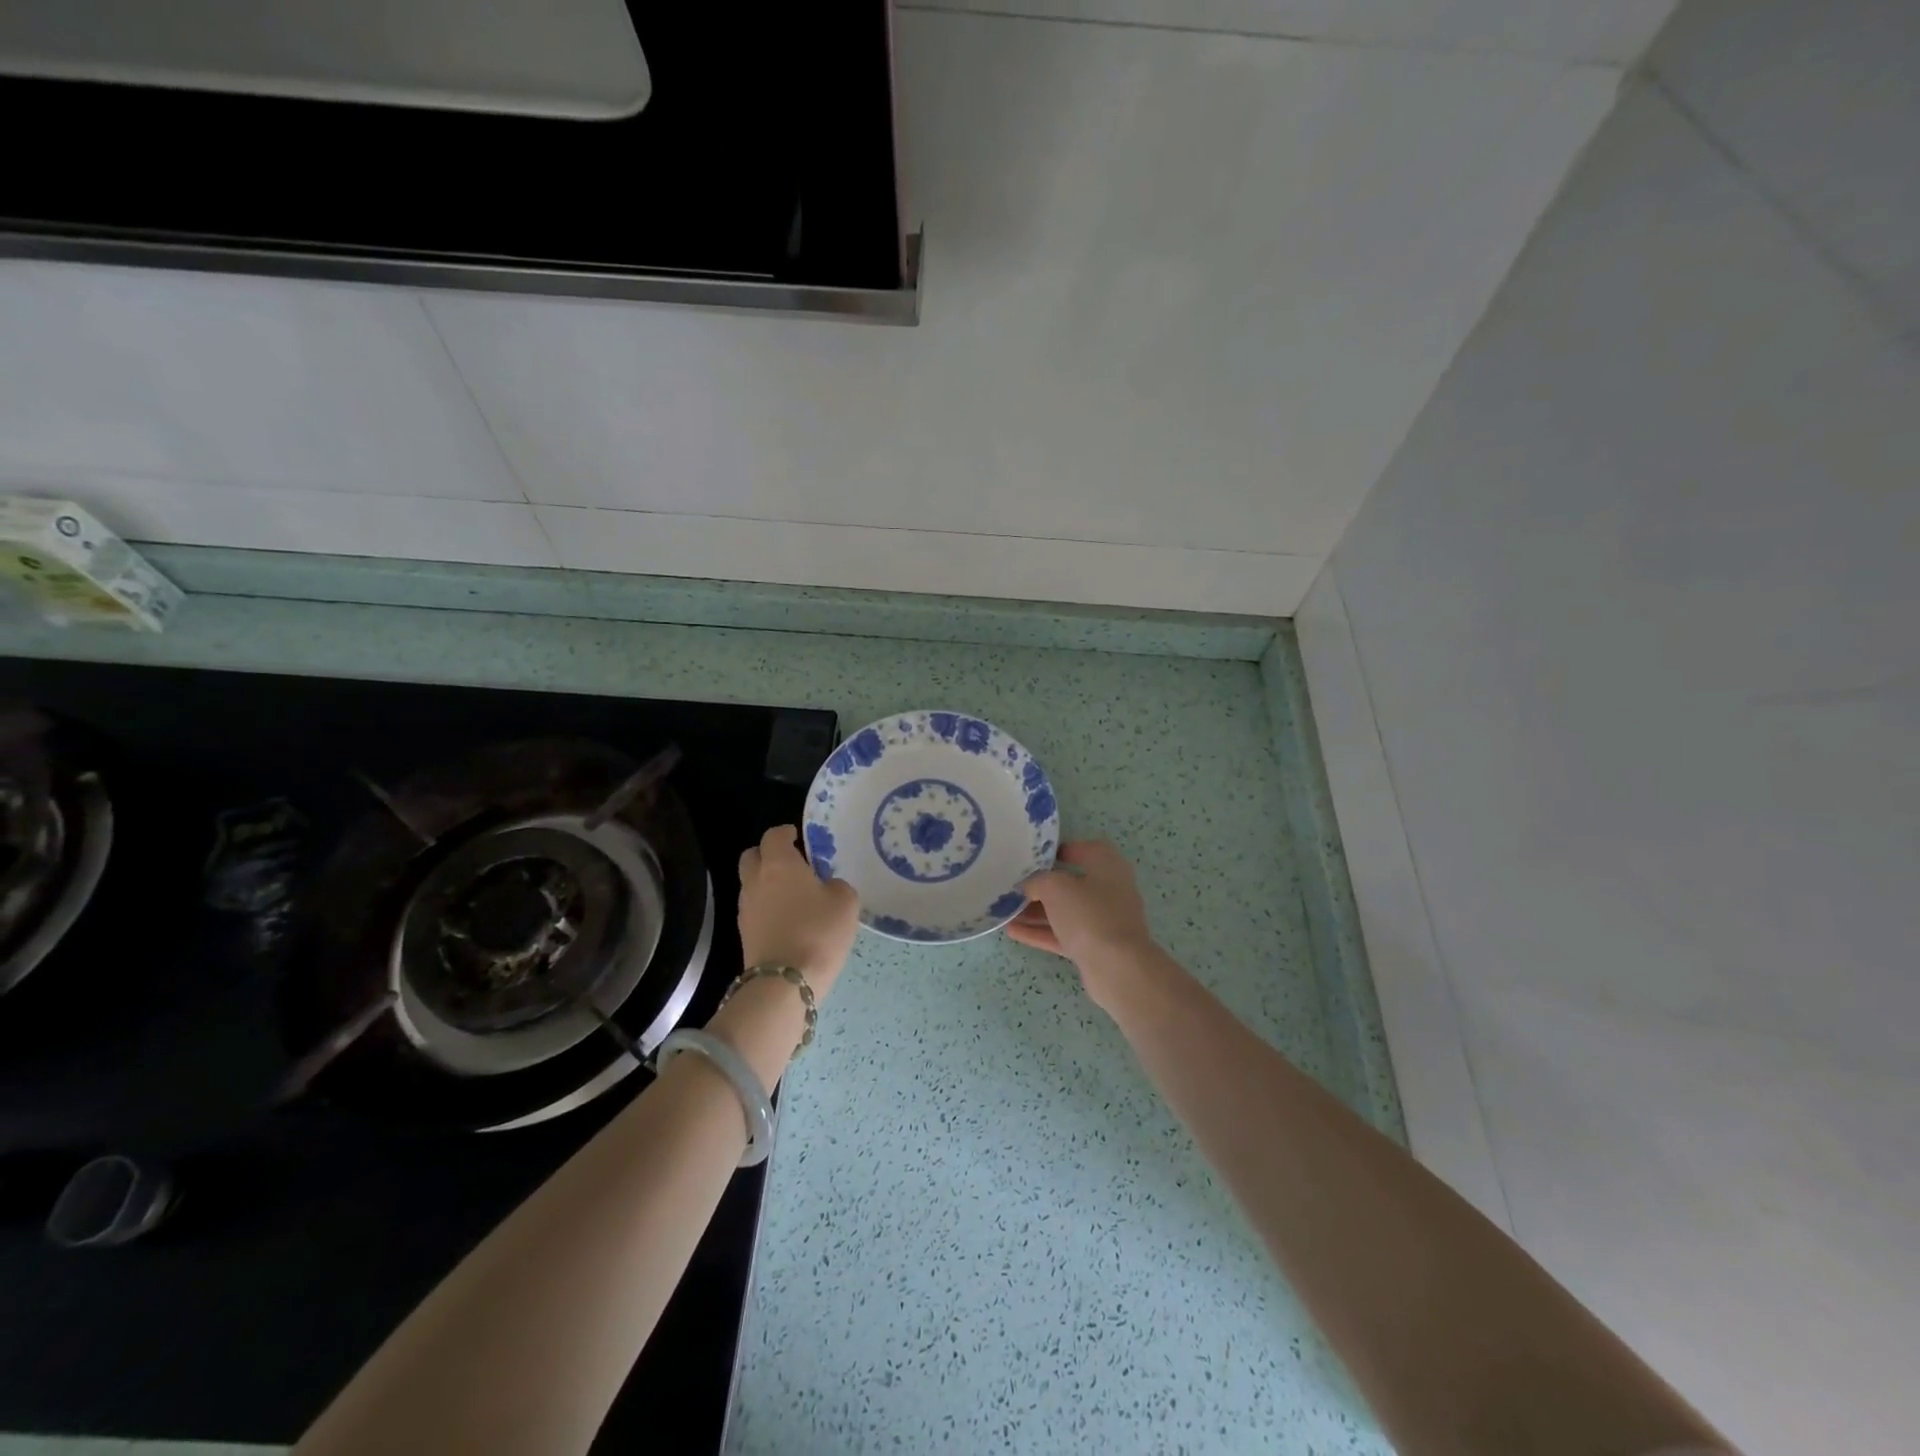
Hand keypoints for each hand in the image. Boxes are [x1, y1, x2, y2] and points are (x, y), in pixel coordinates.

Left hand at [737, 825, 859, 999]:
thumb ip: (835, 885)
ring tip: (793, 894)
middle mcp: (755, 880)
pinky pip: (755, 909)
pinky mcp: (744, 934)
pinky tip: (787, 919)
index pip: (773, 836)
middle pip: (751, 856)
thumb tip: (825, 888)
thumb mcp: (845, 901)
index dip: (785, 833)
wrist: (785, 982)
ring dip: (767, 883)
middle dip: (768, 855)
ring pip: (751, 884)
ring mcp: (746, 909)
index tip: (797, 837)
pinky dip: (767, 907)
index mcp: (779, 864)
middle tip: (791, 863)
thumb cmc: (818, 931)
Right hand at [1006, 841, 1160, 1009]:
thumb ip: (1037, 881)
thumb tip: (1028, 886)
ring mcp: (1103, 921)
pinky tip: (1013, 931)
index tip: (1032, 857)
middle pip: (1071, 883)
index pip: (1083, 849)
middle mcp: (1109, 890)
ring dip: (1036, 912)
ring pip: (1065, 912)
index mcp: (1107, 865)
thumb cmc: (1089, 914)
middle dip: (1040, 886)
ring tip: (1005, 910)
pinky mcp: (1095, 947)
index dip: (1057, 851)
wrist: (1117, 968)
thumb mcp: (1055, 887)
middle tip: (1013, 886)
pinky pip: (1063, 935)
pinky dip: (1041, 932)